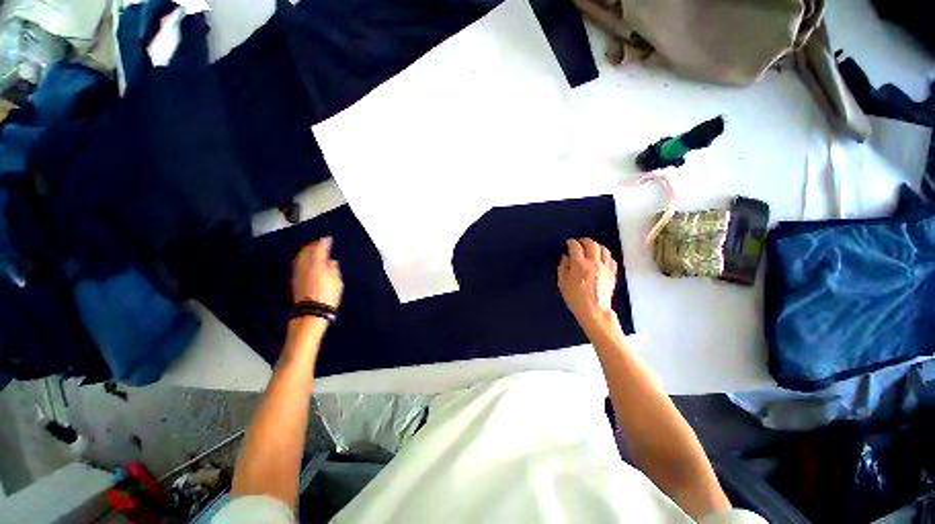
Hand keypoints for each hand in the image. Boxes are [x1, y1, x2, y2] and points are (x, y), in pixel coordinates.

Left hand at [292, 237, 342, 308]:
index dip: (324, 242)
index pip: (319, 249)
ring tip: (313, 249)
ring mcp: (299, 273)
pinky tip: (307, 261)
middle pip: (307, 251)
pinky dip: (303, 259)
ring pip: (300, 256)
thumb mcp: (337, 281)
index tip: (328, 239)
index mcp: (317, 265)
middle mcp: (305, 267)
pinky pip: (298, 264)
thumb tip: (332, 262)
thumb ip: (334, 269)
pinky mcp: (296, 280)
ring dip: (307, 251)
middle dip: (313, 245)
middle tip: (320, 242)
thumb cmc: (327, 297)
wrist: (312, 312)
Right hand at [558, 238, 617, 327]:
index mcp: (579, 265)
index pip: (575, 247)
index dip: (571, 242)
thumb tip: (565, 258)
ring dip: (596, 246)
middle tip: (579, 243)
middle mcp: (594, 263)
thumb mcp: (562, 284)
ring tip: (591, 249)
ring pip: (604, 250)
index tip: (568, 243)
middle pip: (592, 244)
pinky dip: (605, 256)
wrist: (594, 311)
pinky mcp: (612, 274)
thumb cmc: (575, 299)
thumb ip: (563, 268)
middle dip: (584, 241)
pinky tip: (601, 259)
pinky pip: (611, 260)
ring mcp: (605, 268)